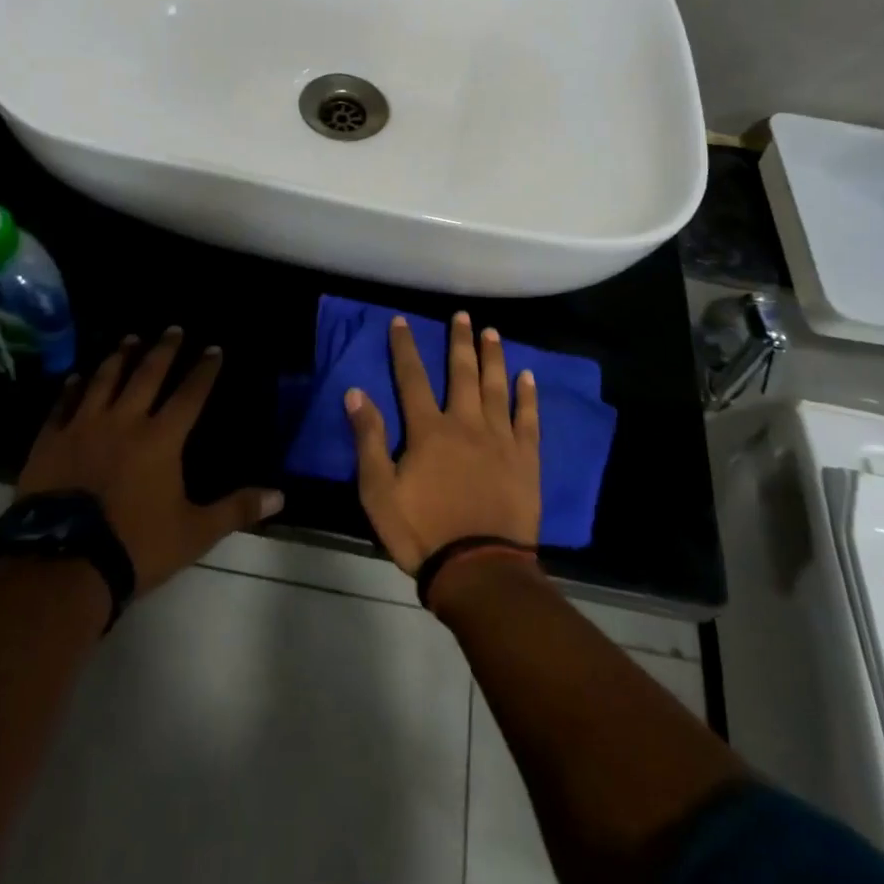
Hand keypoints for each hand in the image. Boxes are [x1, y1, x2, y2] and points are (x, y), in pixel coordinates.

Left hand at [16, 327, 283, 595]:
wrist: (61, 566)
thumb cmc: (135, 546)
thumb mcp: (194, 532)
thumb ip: (236, 509)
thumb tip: (281, 496)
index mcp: (162, 438)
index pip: (190, 394)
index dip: (204, 370)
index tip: (213, 348)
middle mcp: (125, 421)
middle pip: (148, 374)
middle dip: (164, 349)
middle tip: (173, 328)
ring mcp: (84, 427)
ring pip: (105, 380)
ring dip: (120, 357)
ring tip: (130, 338)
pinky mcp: (50, 441)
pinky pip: (63, 405)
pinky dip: (72, 388)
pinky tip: (76, 376)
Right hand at [345, 312, 541, 574]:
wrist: (478, 569)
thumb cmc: (422, 531)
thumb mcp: (378, 491)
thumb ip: (368, 439)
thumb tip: (355, 392)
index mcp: (429, 430)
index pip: (412, 378)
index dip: (405, 347)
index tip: (401, 320)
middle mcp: (465, 423)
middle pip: (461, 372)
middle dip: (459, 341)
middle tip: (462, 315)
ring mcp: (500, 439)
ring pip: (496, 387)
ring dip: (493, 357)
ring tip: (491, 332)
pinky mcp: (526, 458)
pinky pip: (528, 419)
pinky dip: (527, 396)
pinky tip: (527, 376)